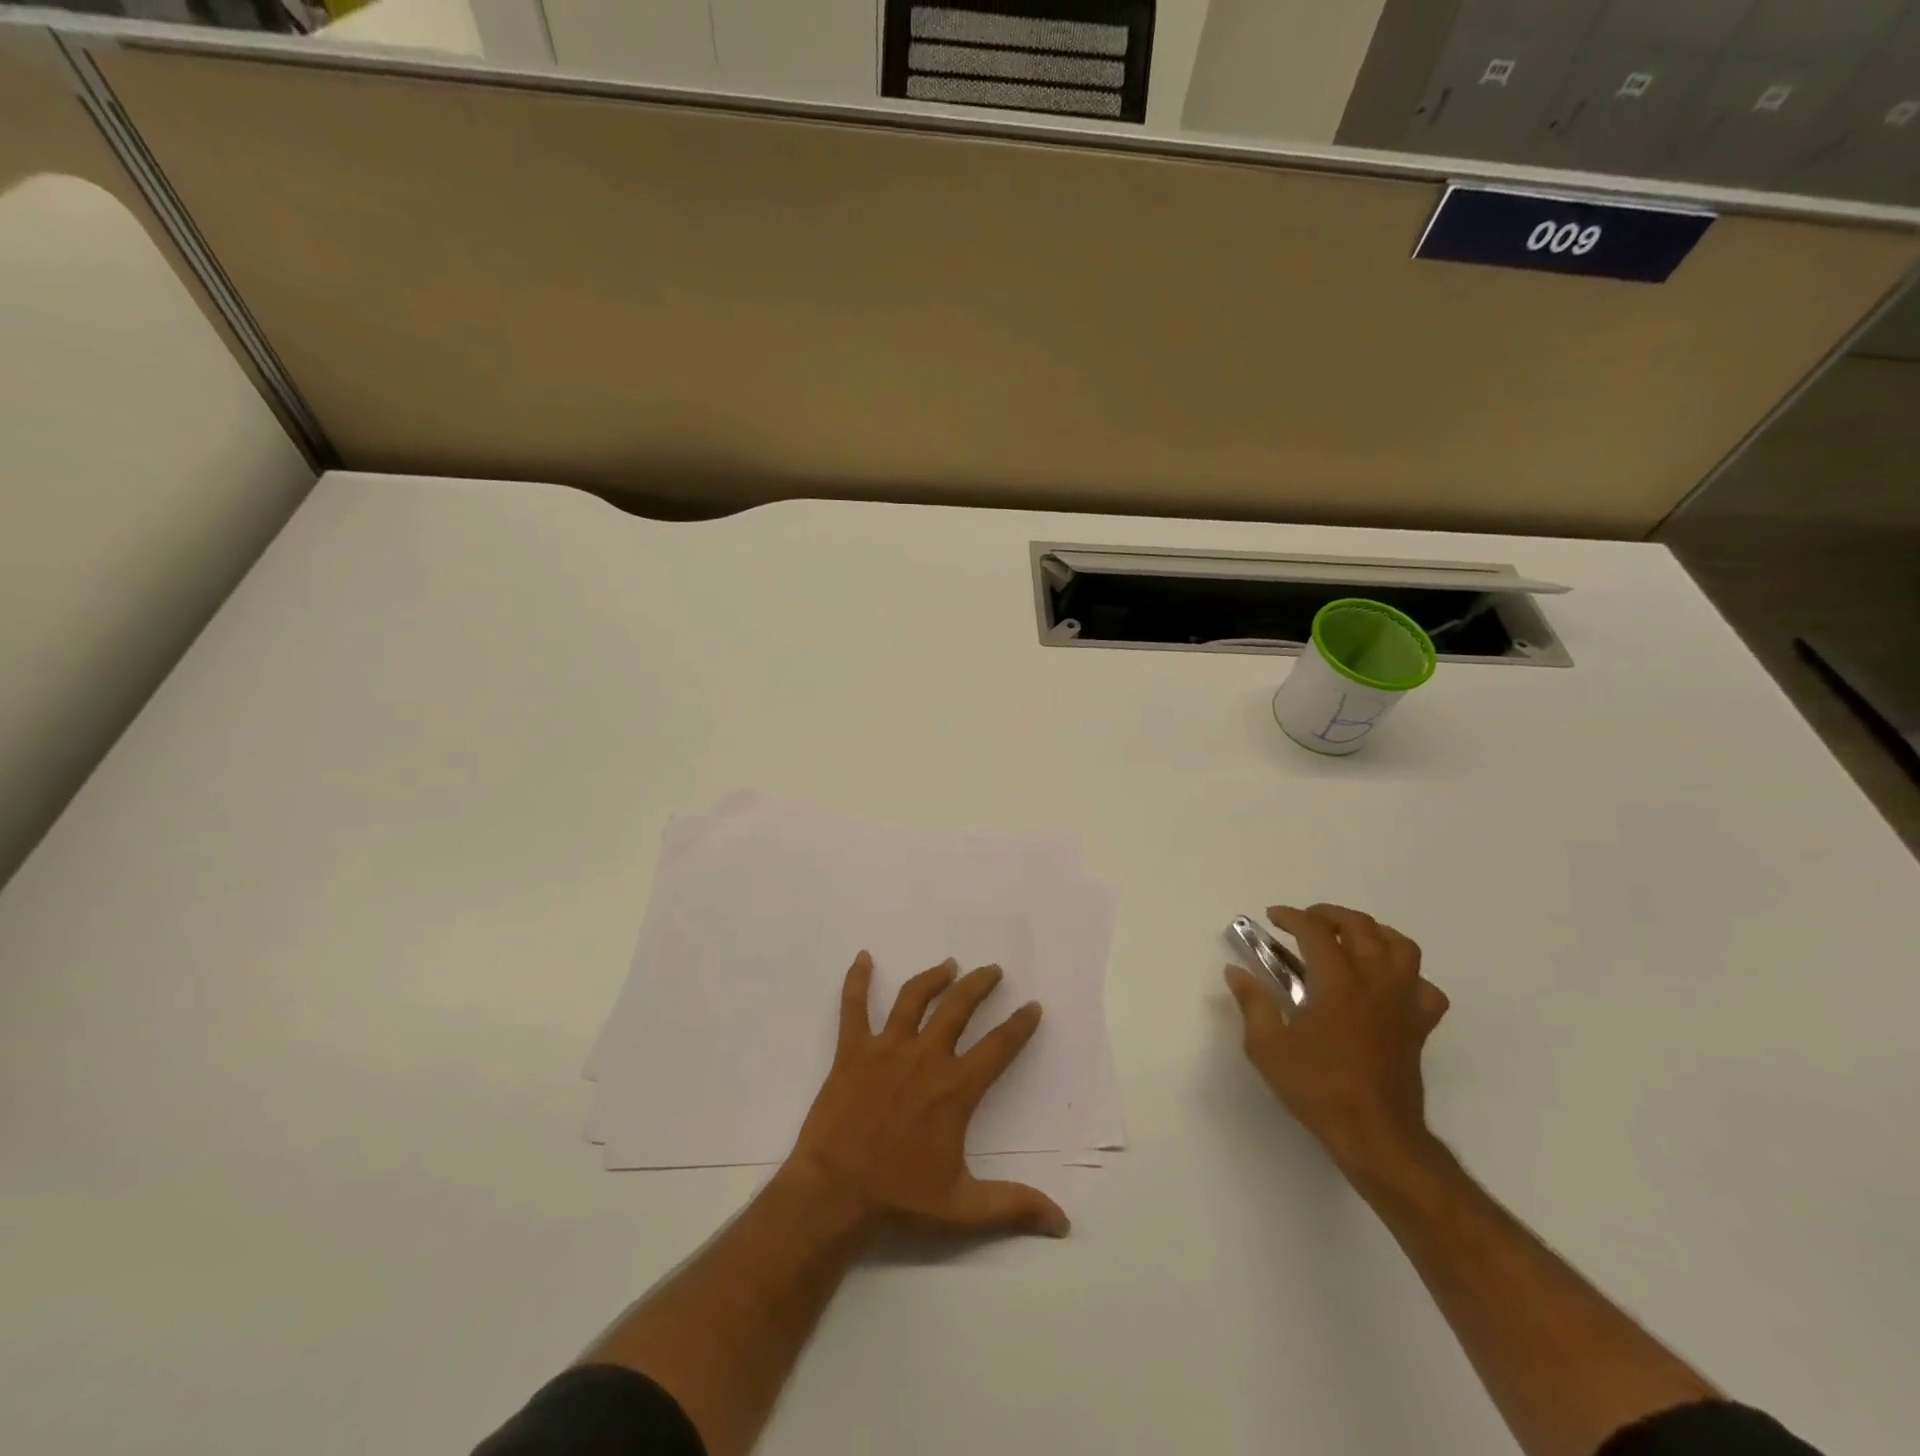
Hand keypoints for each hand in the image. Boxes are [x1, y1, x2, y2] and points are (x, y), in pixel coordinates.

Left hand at [784, 951, 1069, 1239]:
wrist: (835, 1193)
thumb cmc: (899, 1198)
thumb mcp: (963, 1208)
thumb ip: (1013, 1206)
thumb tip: (1062, 1222)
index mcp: (955, 1088)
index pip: (998, 1046)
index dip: (1019, 1025)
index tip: (1032, 1006)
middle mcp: (925, 1057)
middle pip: (959, 1007)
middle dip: (980, 985)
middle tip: (993, 970)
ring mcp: (886, 1048)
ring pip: (914, 998)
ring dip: (934, 977)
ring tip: (949, 965)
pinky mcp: (852, 1050)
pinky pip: (854, 1006)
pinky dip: (857, 980)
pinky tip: (863, 958)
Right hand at [1224, 904, 1449, 1174]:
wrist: (1375, 1136)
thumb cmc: (1318, 1088)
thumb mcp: (1267, 1047)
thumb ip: (1252, 1003)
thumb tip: (1236, 971)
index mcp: (1337, 984)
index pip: (1315, 931)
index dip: (1291, 916)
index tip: (1272, 917)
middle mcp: (1374, 983)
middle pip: (1361, 927)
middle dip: (1330, 915)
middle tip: (1305, 922)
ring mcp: (1402, 1003)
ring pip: (1401, 947)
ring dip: (1373, 933)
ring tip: (1349, 939)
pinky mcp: (1419, 1026)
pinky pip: (1424, 987)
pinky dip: (1407, 976)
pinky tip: (1386, 983)